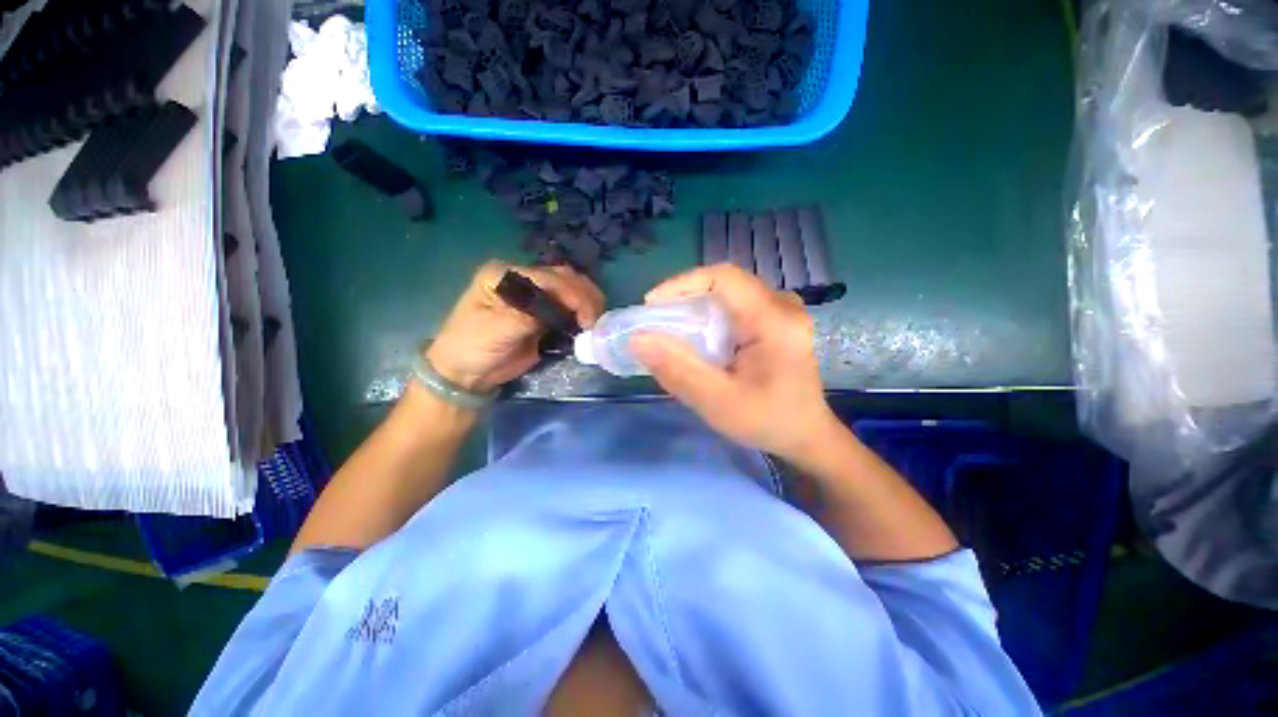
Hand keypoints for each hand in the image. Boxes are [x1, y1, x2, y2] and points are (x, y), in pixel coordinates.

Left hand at [426, 261, 603, 392]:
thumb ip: (528, 315)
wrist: (468, 374)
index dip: (571, 293)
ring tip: (595, 322)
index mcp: (505, 274)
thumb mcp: (495, 329)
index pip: (547, 277)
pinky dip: (583, 313)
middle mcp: (523, 279)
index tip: (586, 316)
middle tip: (594, 320)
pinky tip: (589, 324)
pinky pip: (569, 308)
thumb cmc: (472, 347)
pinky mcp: (545, 314)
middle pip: (563, 278)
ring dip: (587, 302)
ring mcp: (536, 296)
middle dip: (584, 296)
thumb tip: (561, 311)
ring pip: (571, 289)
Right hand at [630, 264, 840, 460]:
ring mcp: (784, 311)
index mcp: (774, 321)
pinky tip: (700, 337)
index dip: (682, 283)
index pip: (724, 278)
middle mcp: (783, 306)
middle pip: (725, 283)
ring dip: (698, 306)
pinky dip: (712, 316)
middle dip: (686, 297)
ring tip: (673, 329)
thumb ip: (678, 370)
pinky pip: (738, 305)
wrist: (807, 436)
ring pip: (730, 293)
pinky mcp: (778, 321)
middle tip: (658, 321)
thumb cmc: (767, 421)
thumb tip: (638, 340)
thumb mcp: (717, 402)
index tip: (652, 305)